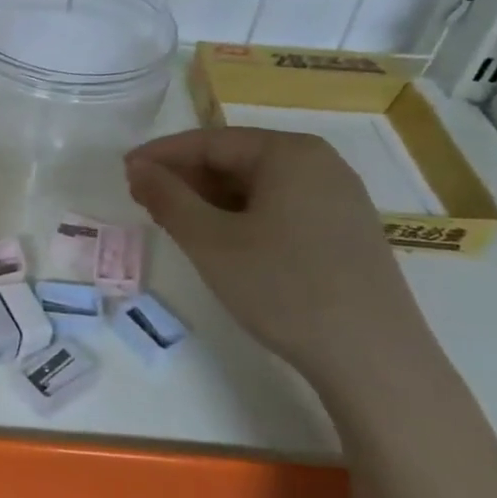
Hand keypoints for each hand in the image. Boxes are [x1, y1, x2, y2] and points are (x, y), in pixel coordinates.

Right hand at [124, 128, 423, 385]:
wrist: (372, 356)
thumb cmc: (282, 288)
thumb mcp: (211, 242)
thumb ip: (168, 198)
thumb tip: (138, 168)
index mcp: (289, 152)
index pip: (210, 141)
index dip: (162, 155)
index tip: (124, 172)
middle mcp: (320, 163)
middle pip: (236, 159)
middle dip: (186, 178)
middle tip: (143, 200)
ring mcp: (338, 197)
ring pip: (258, 186)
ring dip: (211, 199)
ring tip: (175, 223)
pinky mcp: (345, 230)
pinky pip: (281, 207)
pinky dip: (242, 216)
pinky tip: (222, 241)